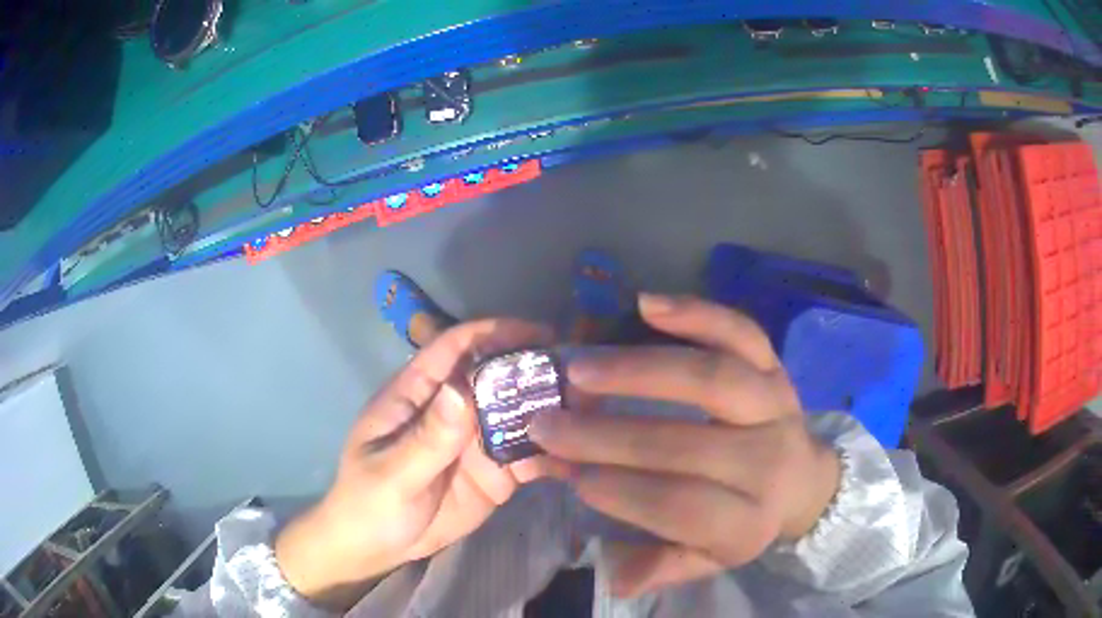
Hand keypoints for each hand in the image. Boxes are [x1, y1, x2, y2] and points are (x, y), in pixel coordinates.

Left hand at [275, 318, 566, 609]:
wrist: (378, 547)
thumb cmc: (369, 502)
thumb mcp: (390, 473)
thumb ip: (426, 438)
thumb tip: (462, 389)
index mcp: (419, 394)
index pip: (456, 347)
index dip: (495, 333)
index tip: (541, 334)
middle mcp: (454, 409)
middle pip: (499, 378)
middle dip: (538, 372)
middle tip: (584, 378)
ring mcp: (478, 441)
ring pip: (520, 415)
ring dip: (554, 412)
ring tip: (594, 413)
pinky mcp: (497, 471)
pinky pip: (529, 456)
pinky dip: (554, 453)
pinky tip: (583, 457)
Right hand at [529, 294, 840, 597]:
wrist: (806, 480)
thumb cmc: (747, 519)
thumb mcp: (710, 557)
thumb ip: (663, 566)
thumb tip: (613, 577)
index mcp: (750, 520)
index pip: (681, 506)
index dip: (621, 492)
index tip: (569, 475)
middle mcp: (768, 460)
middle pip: (685, 444)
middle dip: (607, 436)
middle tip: (548, 422)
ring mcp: (775, 405)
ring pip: (713, 379)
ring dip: (641, 370)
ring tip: (582, 368)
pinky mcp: (774, 368)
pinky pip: (741, 333)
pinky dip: (696, 314)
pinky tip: (646, 304)